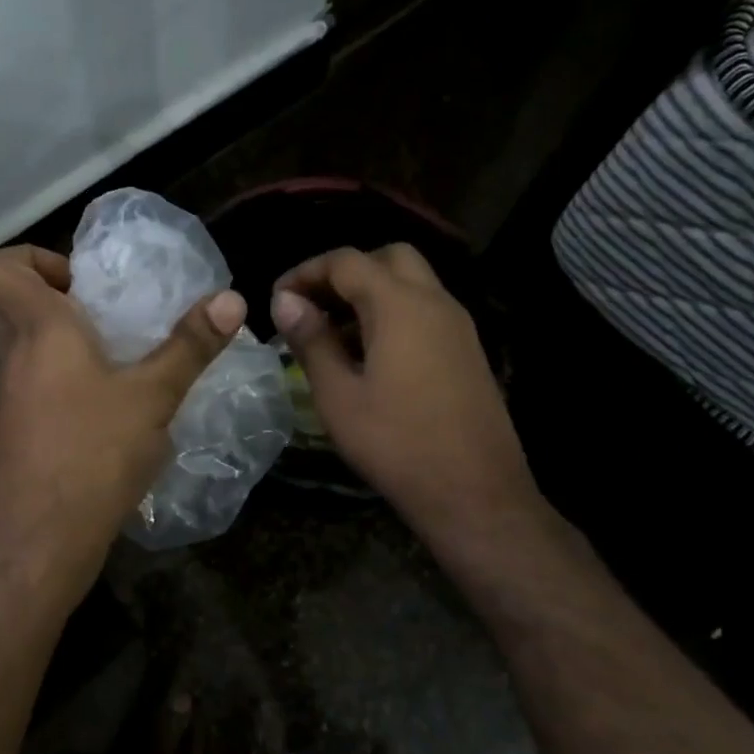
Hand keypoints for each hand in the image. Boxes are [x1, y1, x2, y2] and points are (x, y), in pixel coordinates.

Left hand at [0, 245, 245, 590]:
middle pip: (12, 304)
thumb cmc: (91, 452)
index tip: (80, 280)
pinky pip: (40, 383)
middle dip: (57, 297)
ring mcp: (14, 396)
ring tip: (125, 353)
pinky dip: (72, 379)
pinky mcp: (23, 430)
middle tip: (107, 310)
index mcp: (38, 328)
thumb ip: (190, 345)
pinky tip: (119, 403)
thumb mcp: (152, 395)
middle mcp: (16, 356)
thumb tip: (232, 298)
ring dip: (69, 341)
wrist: (38, 542)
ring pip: (28, 346)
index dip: (27, 259)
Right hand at [271, 245, 533, 548]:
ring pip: (410, 283)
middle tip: (313, 306)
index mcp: (400, 305)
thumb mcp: (338, 395)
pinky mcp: (467, 350)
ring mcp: (458, 325)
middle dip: (345, 272)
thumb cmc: (397, 444)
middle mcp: (435, 302)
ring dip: (370, 293)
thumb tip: (285, 301)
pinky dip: (393, 313)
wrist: (475, 494)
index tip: (278, 300)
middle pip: (387, 258)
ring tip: (332, 332)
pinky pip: (425, 310)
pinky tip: (369, 355)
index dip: (306, 272)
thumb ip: (311, 340)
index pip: (346, 261)